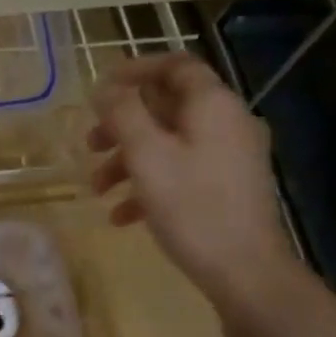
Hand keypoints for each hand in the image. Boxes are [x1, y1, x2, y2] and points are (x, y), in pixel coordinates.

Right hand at [88, 53, 301, 314]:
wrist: (245, 270)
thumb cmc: (192, 207)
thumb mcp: (147, 156)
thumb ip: (123, 114)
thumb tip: (105, 87)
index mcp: (212, 105)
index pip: (175, 66)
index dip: (135, 70)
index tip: (100, 88)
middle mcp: (226, 122)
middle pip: (167, 107)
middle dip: (122, 125)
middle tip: (90, 144)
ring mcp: (229, 156)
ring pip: (169, 143)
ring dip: (128, 160)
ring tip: (98, 189)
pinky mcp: (226, 187)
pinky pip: (181, 171)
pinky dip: (149, 185)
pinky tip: (122, 216)